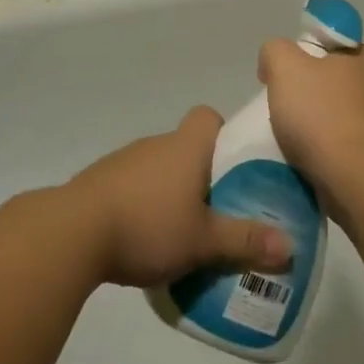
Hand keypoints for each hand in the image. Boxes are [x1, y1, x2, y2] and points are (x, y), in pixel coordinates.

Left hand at [66, 107, 292, 288]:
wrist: (72, 232)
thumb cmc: (148, 225)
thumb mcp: (203, 240)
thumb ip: (245, 241)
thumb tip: (290, 246)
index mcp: (185, 146)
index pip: (208, 116)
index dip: (224, 134)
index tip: (234, 166)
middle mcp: (156, 144)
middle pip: (188, 147)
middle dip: (204, 176)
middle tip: (220, 211)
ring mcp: (124, 161)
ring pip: (160, 169)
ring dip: (172, 193)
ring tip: (185, 233)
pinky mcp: (101, 182)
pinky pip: (134, 186)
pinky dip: (144, 205)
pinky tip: (146, 240)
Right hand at [259, 40, 363, 211]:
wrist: (352, 179)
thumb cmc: (321, 114)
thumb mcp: (285, 65)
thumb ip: (275, 51)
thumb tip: (273, 62)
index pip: (336, 45)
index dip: (309, 53)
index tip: (289, 73)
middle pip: (337, 80)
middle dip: (313, 90)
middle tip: (286, 104)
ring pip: (341, 114)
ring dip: (320, 122)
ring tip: (293, 136)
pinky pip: (345, 144)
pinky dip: (327, 148)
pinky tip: (307, 157)